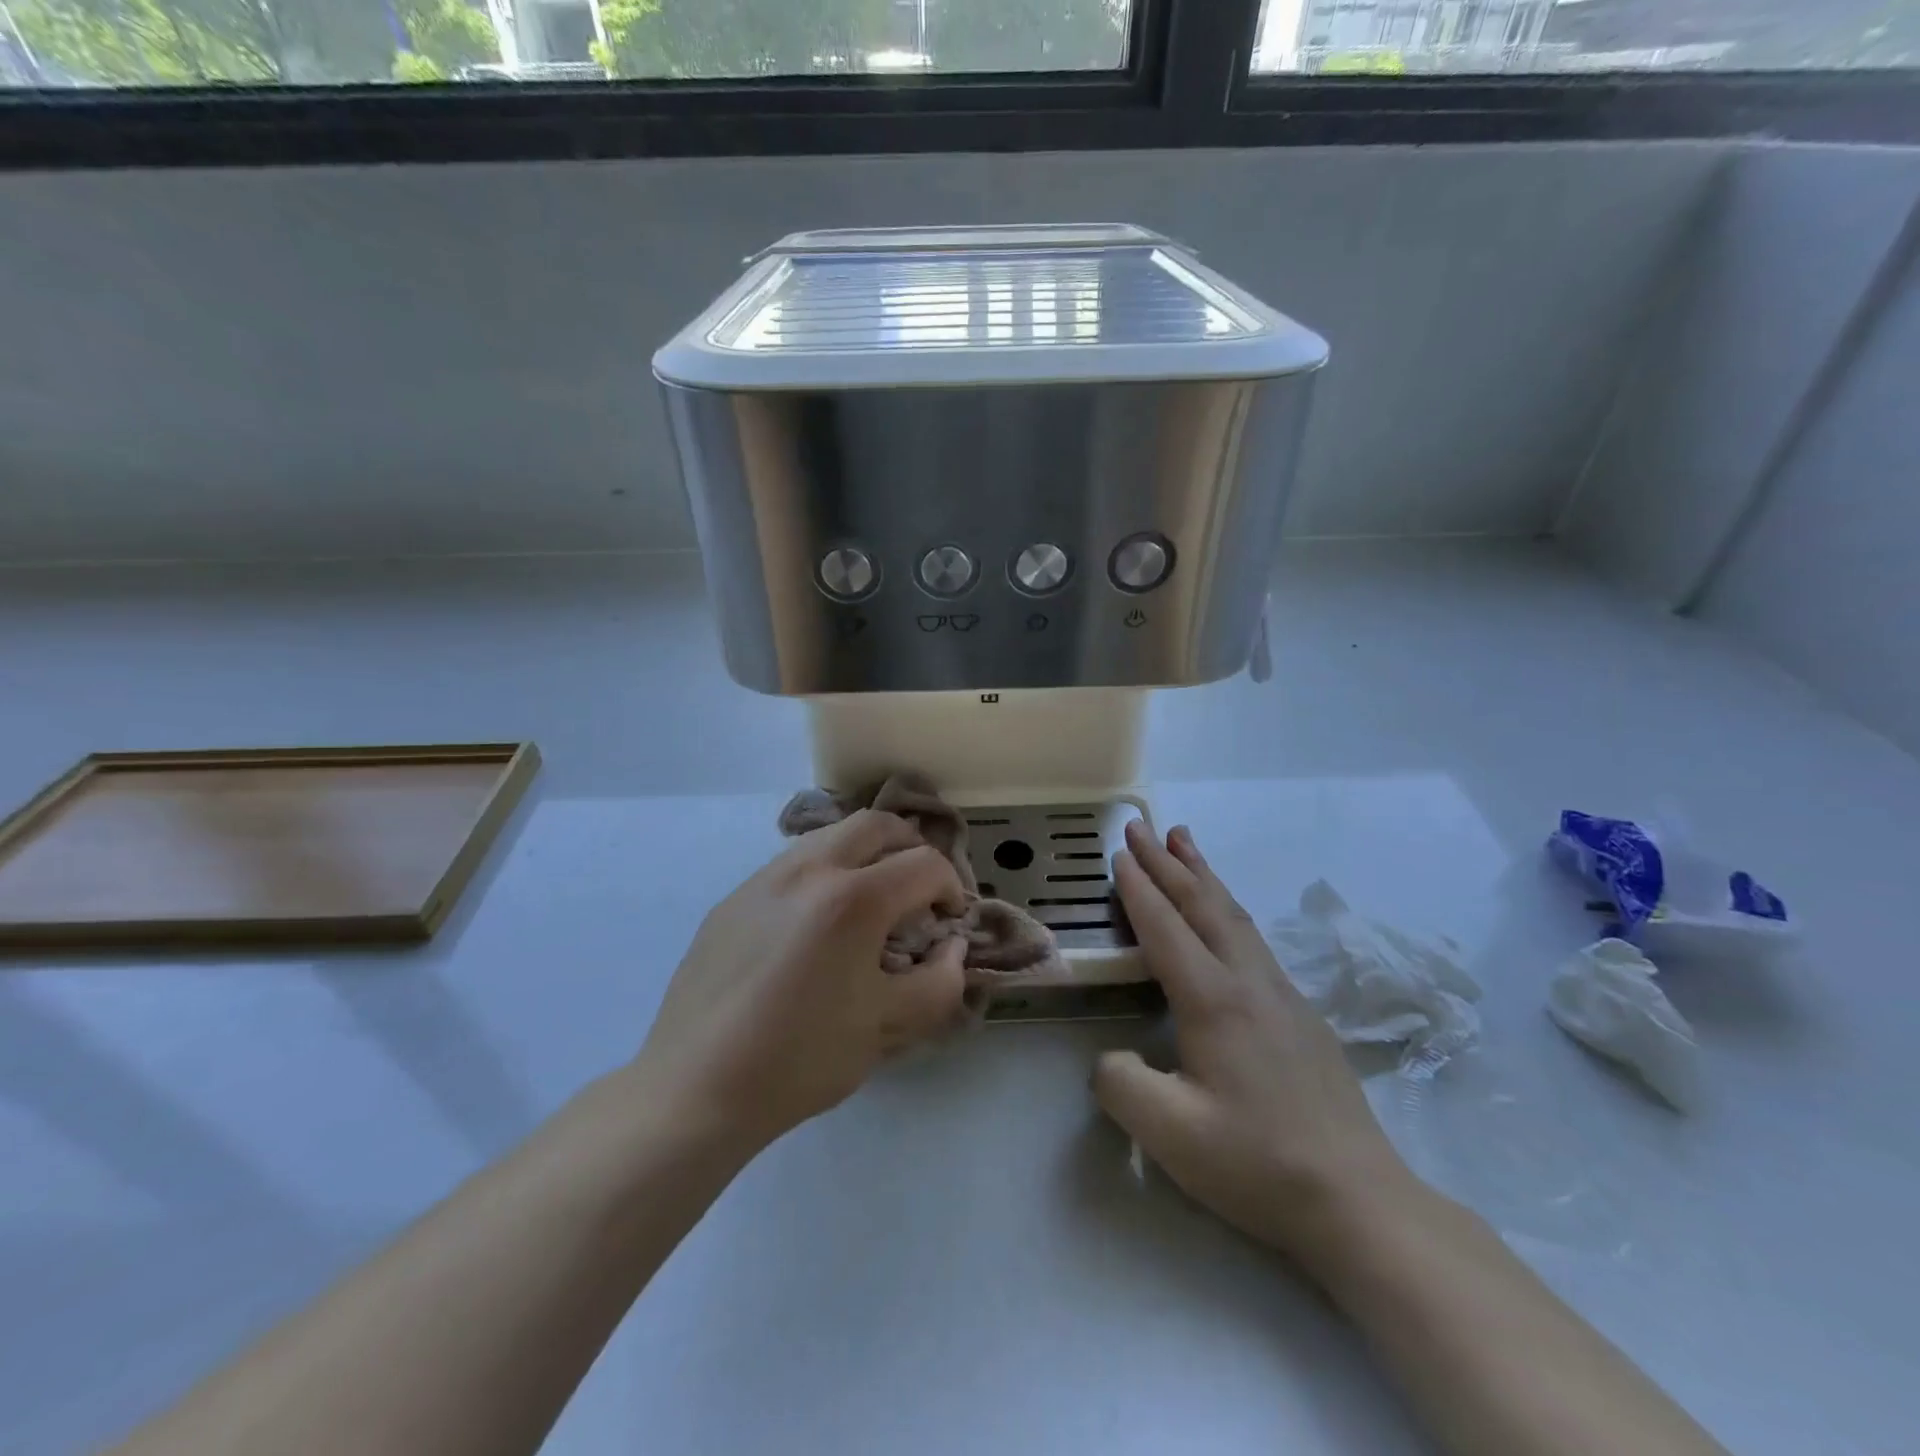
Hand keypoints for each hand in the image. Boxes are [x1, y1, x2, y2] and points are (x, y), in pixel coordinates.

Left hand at [633, 811, 970, 1154]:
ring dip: (866, 855)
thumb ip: (939, 982)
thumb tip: (952, 948)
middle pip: (877, 824)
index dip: (952, 888)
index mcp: (853, 899)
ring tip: (870, 902)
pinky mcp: (734, 897)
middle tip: (919, 891)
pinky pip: (793, 864)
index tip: (949, 923)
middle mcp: (809, 870)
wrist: (696, 1087)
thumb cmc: (801, 1059)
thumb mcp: (888, 1028)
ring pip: (830, 836)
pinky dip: (824, 874)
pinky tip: (816, 926)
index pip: (924, 864)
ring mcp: (764, 878)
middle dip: (911, 849)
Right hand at [1095, 822, 1418, 1267]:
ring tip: (1185, 841)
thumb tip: (1110, 1057)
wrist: (1359, 1201)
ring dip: (1203, 874)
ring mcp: (1282, 995)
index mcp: (1213, 1001)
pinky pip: (1253, 938)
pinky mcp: (1302, 1014)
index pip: (1166, 928)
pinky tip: (1225, 916)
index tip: (1118, 852)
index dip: (1138, 889)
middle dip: (1168, 862)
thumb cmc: (1258, 1163)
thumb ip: (1121, 1084)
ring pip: (1234, 915)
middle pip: (1203, 905)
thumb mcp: (1169, 1133)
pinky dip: (1227, 907)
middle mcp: (1249, 982)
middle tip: (1141, 825)